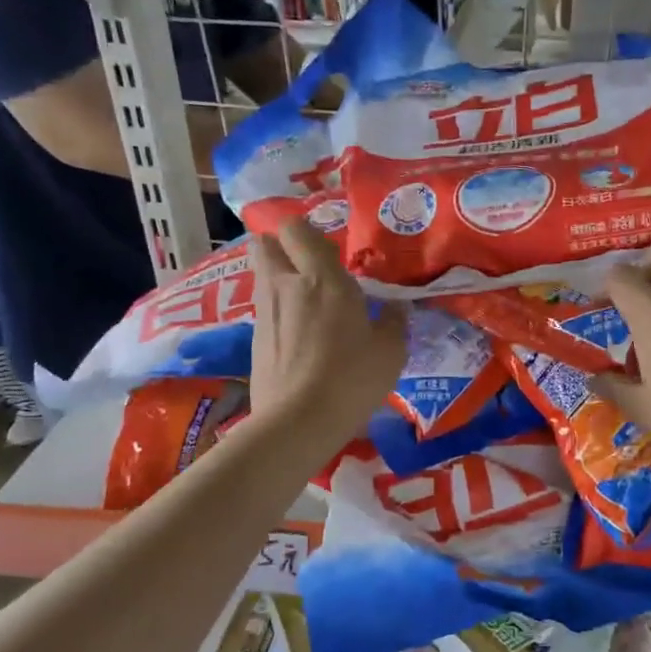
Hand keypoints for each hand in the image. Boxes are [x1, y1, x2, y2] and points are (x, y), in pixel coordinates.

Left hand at [249, 218, 405, 452]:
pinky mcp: (253, 341)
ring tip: (306, 304)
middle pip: (265, 245)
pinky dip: (278, 314)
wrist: (298, 422)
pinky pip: (265, 311)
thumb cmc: (351, 378)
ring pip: (263, 278)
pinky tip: (299, 338)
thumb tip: (397, 308)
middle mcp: (285, 285)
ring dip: (279, 280)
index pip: (297, 229)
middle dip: (281, 247)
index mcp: (321, 278)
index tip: (328, 249)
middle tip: (308, 267)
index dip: (307, 232)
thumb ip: (394, 323)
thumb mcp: (390, 351)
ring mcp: (264, 313)